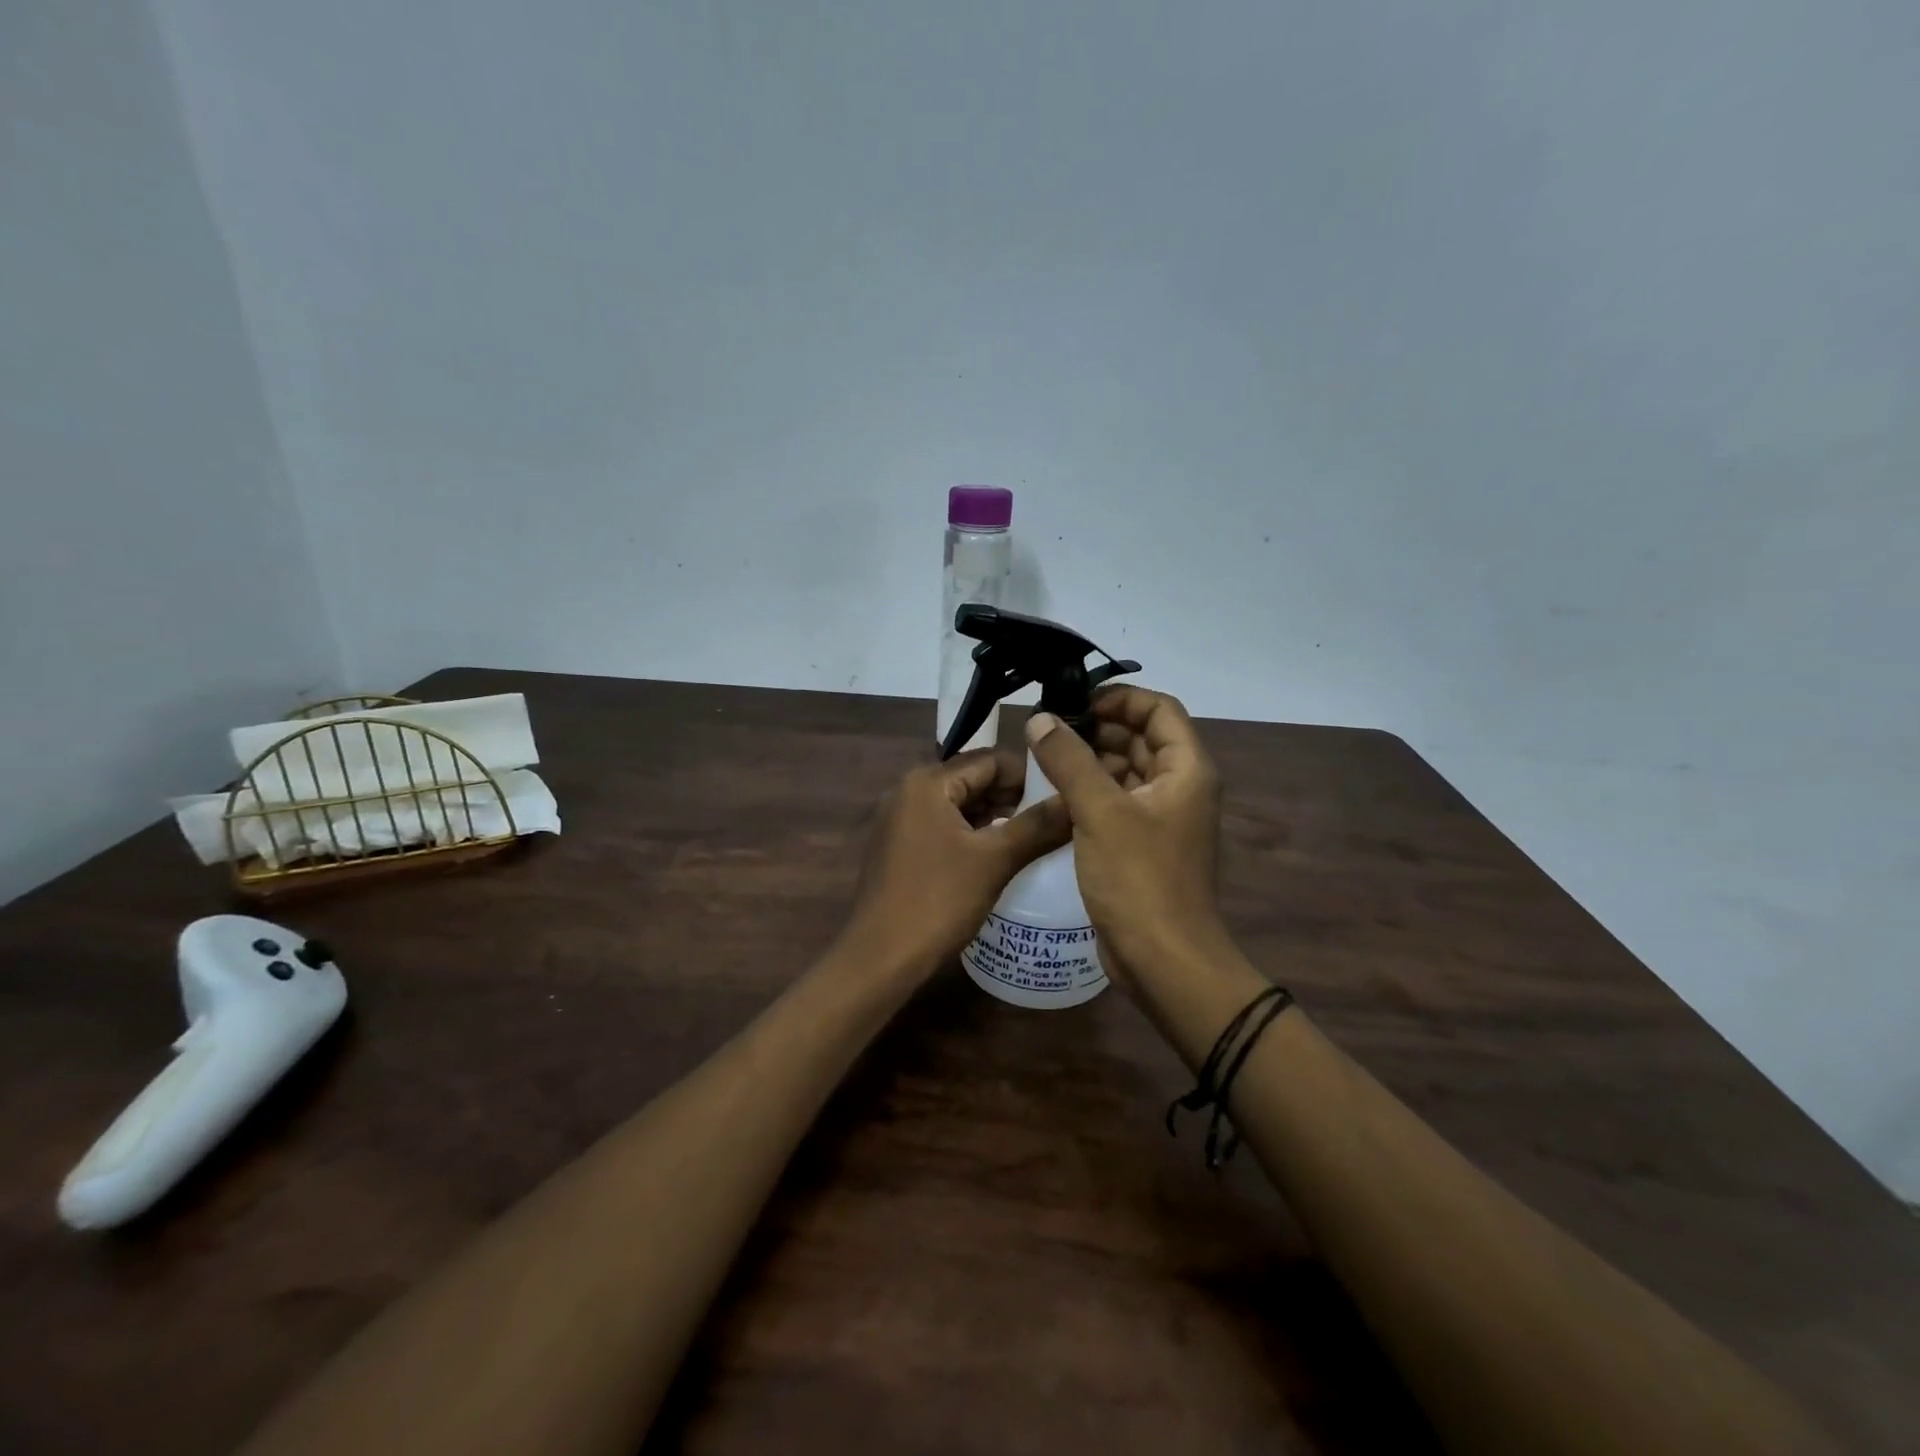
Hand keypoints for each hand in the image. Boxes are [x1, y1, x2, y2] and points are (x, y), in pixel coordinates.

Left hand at [841, 749, 1070, 978]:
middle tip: (1058, 817)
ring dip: (997, 817)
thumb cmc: (937, 900)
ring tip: (1039, 836)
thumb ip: (1037, 826)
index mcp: (928, 782)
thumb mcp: (995, 860)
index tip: (1065, 793)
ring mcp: (902, 821)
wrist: (880, 958)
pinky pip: (946, 828)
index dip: (1031, 774)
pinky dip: (976, 835)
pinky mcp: (901, 848)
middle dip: (1015, 796)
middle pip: (974, 780)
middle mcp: (910, 792)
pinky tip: (1004, 854)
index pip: (990, 760)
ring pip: (961, 806)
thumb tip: (1075, 800)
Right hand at [1024, 687, 1226, 976]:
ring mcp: (1162, 818)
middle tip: (1047, 731)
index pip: (1158, 709)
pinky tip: (1053, 795)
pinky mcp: (1142, 845)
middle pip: (1140, 738)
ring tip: (1043, 759)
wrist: (1163, 960)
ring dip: (1089, 761)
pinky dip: (1089, 792)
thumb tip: (1040, 719)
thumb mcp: (1100, 812)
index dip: (1118, 698)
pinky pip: (1116, 803)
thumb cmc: (1139, 879)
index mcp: (1186, 770)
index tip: (1073, 703)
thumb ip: (1069, 760)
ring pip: (1125, 771)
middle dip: (1096, 729)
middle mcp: (1180, 787)